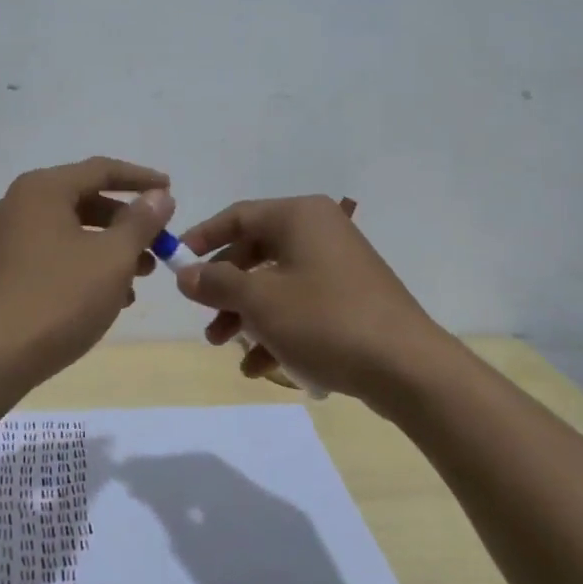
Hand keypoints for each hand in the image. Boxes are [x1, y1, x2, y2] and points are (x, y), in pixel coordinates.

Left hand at [0, 157, 174, 379]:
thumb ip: (140, 222)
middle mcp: (16, 204)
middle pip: (83, 200)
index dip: (141, 179)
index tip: (171, 191)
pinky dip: (82, 265)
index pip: (101, 170)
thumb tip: (159, 196)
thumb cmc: (58, 299)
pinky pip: (50, 254)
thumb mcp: (112, 259)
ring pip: (68, 231)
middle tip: (158, 245)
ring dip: (107, 248)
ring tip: (140, 278)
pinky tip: (107, 298)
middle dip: (126, 223)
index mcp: (41, 190)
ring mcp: (3, 238)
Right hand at [175, 195, 444, 401]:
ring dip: (247, 315)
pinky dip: (277, 330)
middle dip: (225, 289)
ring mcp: (339, 266)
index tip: (176, 263)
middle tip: (204, 318)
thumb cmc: (325, 320)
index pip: (238, 216)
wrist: (407, 367)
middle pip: (256, 252)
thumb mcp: (260, 302)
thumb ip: (218, 284)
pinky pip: (302, 306)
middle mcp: (320, 232)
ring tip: (225, 347)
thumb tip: (186, 274)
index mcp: (300, 216)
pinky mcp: (352, 299)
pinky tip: (260, 368)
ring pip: (277, 284)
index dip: (202, 239)